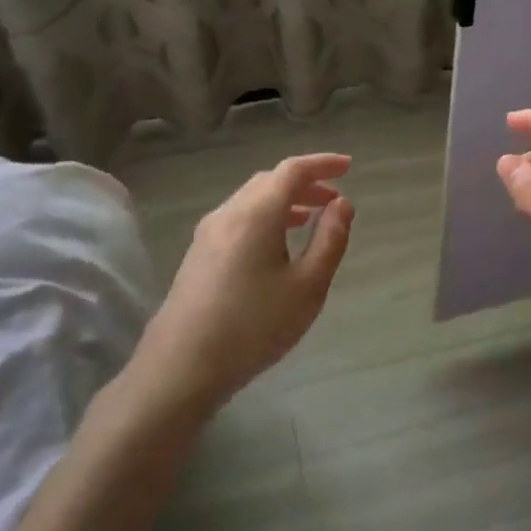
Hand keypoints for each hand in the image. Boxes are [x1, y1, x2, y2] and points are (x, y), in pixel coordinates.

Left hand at [134, 153, 354, 415]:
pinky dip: (266, 217)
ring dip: (285, 200)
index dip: (323, 163)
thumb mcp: (308, 286)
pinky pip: (239, 218)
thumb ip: (330, 240)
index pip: (292, 170)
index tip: (349, 167)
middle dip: (305, 183)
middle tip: (334, 200)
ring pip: (252, 199)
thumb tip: (342, 204)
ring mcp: (208, 233)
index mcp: (257, 213)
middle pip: (270, 181)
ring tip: (311, 219)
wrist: (182, 367)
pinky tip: (277, 245)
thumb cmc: (254, 325)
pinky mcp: (198, 254)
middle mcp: (229, 213)